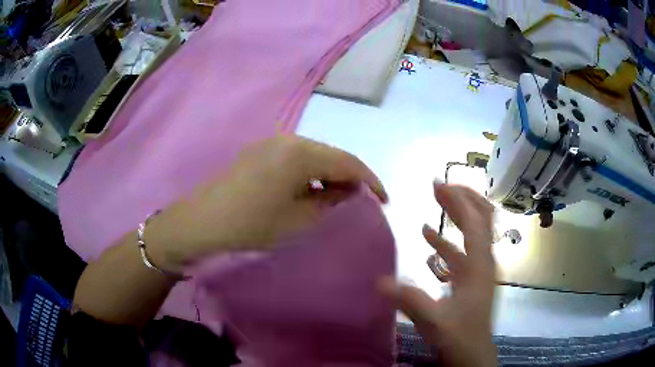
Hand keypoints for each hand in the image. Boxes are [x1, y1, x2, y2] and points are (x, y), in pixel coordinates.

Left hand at [147, 135, 386, 271]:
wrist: (202, 221)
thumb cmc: (252, 224)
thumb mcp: (299, 219)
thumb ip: (331, 200)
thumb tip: (349, 190)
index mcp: (301, 152)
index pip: (349, 162)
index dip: (371, 181)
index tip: (384, 200)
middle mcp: (289, 139)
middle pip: (331, 155)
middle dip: (350, 177)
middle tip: (362, 201)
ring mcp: (272, 143)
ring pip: (314, 156)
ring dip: (329, 175)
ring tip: (338, 198)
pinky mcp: (260, 151)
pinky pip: (296, 158)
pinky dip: (310, 173)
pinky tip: (309, 191)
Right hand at [381, 182, 496, 366]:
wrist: (472, 354)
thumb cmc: (458, 336)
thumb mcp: (434, 320)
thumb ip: (410, 300)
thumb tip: (378, 281)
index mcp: (479, 264)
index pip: (475, 221)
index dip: (459, 199)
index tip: (438, 184)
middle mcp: (483, 261)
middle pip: (480, 219)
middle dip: (461, 200)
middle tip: (438, 187)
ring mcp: (478, 270)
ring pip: (471, 234)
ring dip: (456, 216)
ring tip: (436, 202)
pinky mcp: (471, 279)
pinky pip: (460, 253)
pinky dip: (447, 241)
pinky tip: (429, 236)